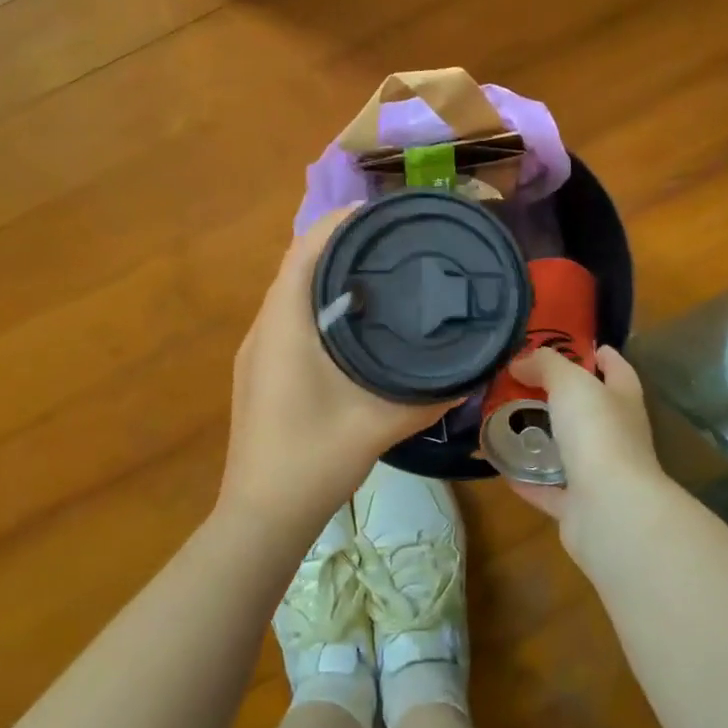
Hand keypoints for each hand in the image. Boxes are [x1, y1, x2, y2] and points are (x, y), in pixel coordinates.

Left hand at [220, 209, 450, 536]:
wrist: (261, 515)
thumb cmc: (314, 459)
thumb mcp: (379, 424)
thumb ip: (428, 396)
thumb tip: (471, 373)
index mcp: (285, 326)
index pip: (305, 252)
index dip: (337, 223)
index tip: (378, 211)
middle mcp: (264, 328)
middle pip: (297, 266)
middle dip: (337, 244)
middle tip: (388, 241)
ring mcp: (255, 351)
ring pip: (289, 293)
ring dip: (325, 275)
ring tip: (375, 272)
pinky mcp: (258, 371)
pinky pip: (286, 317)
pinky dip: (315, 304)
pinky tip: (349, 323)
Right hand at [507, 345, 678, 569]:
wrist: (609, 510)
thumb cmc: (597, 433)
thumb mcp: (570, 382)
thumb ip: (546, 365)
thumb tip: (521, 360)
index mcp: (623, 402)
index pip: (618, 370)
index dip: (601, 355)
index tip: (574, 343)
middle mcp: (617, 437)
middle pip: (590, 410)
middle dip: (563, 396)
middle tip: (523, 381)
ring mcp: (600, 475)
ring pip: (569, 451)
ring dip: (544, 438)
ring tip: (508, 419)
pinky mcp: (579, 507)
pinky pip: (548, 488)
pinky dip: (527, 478)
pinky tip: (500, 464)